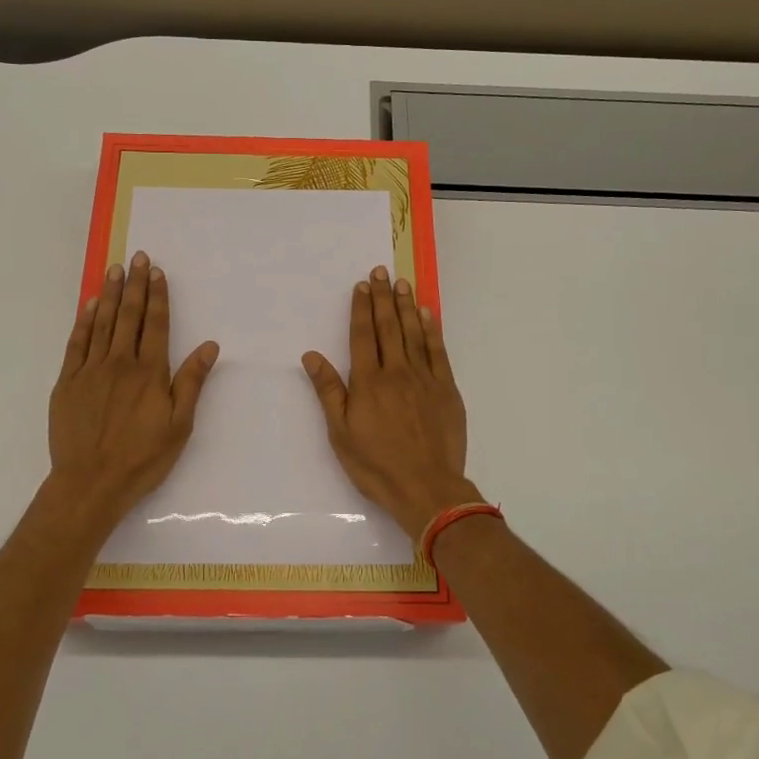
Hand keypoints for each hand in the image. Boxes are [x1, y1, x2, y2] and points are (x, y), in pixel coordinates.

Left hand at [48, 251, 219, 527]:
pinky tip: (89, 305)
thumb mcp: (179, 425)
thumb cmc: (142, 458)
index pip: (155, 324)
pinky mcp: (67, 383)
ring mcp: (90, 371)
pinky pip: (76, 343)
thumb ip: (191, 382)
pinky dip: (84, 321)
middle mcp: (120, 363)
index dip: (157, 296)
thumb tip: (209, 345)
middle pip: (128, 316)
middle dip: (134, 285)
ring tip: (115, 270)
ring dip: (109, 295)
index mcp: (149, 372)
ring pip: (101, 323)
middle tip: (137, 258)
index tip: (157, 272)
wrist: (90, 483)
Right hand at [301, 266, 479, 540]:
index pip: (363, 336)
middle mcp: (396, 372)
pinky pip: (438, 352)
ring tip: (401, 283)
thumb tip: (312, 355)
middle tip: (381, 271)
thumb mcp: (341, 433)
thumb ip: (329, 391)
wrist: (426, 487)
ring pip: (413, 334)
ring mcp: (425, 379)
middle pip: (388, 327)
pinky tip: (427, 314)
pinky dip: (432, 331)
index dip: (361, 309)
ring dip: (406, 306)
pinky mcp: (446, 389)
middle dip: (383, 297)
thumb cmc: (376, 465)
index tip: (361, 286)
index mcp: (368, 382)